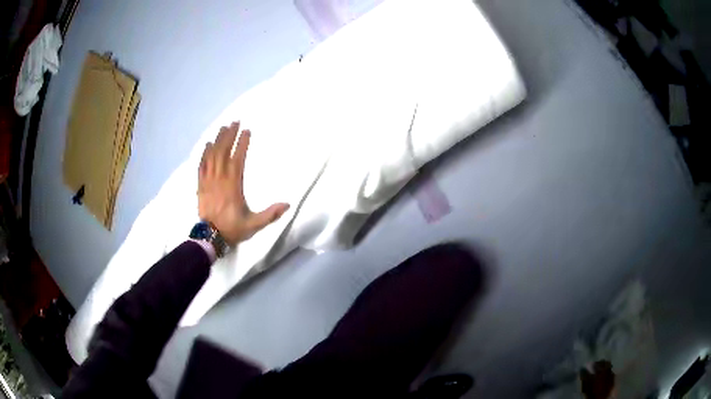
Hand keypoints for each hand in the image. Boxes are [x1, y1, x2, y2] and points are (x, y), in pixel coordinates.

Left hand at [198, 121, 288, 245]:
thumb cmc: (232, 228)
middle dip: (229, 135)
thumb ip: (270, 214)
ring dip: (217, 140)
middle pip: (223, 152)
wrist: (210, 237)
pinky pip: (202, 165)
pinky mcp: (201, 185)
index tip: (247, 131)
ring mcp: (208, 181)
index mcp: (233, 185)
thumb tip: (287, 204)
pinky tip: (207, 145)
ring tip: (223, 128)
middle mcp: (220, 179)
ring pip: (212, 155)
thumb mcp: (254, 224)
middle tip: (234, 122)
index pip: (238, 159)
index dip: (242, 144)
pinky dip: (204, 154)